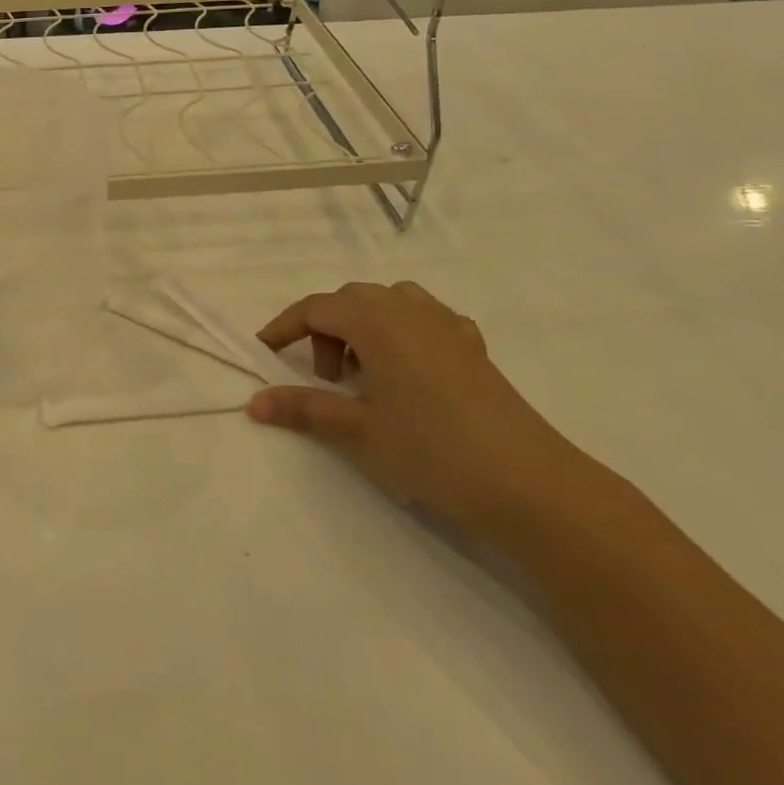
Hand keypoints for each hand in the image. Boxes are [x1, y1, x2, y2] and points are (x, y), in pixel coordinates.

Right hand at [249, 282, 595, 543]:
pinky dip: (405, 332)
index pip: (316, 307)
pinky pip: (428, 319)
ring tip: (365, 372)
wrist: (530, 485)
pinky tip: (410, 369)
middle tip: (325, 377)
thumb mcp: (357, 431)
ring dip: (364, 326)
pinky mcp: (475, 349)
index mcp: (377, 322)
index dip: (284, 326)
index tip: (265, 353)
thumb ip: (303, 408)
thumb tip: (253, 402)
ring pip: (391, 302)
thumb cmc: (432, 451)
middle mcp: (410, 311)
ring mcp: (448, 327)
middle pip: (352, 299)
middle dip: (325, 329)